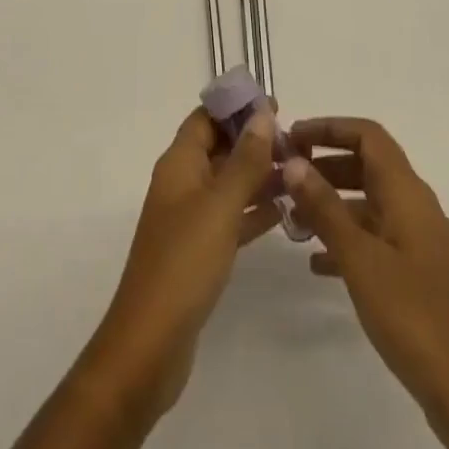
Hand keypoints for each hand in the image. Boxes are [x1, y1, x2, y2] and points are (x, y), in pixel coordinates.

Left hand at [14, 105, 277, 448]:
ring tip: (297, 174)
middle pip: (218, 147)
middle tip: (295, 143)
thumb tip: (262, 114)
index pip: (206, 117)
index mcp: (179, 163)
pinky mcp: (198, 251)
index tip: (275, 105)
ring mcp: (188, 218)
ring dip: (258, 175)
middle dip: (252, 140)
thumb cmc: (184, 262)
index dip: (237, 107)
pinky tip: (282, 213)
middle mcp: (182, 183)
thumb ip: (245, 160)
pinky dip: (252, 211)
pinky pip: (229, 217)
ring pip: (227, 183)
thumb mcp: (220, 205)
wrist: (150, 343)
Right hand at [282, 118, 448, 448]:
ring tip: (292, 217)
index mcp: (407, 193)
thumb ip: (325, 207)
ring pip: (370, 203)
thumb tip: (294, 161)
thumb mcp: (360, 259)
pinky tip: (317, 263)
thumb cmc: (413, 316)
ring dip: (333, 202)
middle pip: (368, 165)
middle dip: (326, 163)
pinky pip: (377, 238)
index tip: (292, 137)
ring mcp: (420, 242)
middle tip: (285, 174)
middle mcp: (416, 207)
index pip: (368, 135)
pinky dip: (347, 239)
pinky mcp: (419, 274)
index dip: (330, 127)